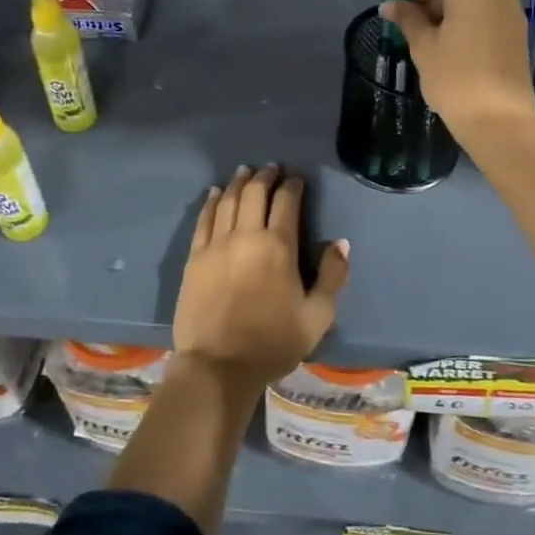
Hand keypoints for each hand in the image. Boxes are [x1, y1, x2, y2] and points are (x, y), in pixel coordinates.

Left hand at [172, 165, 348, 383]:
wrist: (218, 366)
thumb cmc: (273, 343)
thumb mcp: (317, 316)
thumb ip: (332, 276)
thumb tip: (339, 243)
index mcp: (278, 247)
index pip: (286, 202)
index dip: (293, 186)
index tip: (297, 179)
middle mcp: (246, 236)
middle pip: (254, 193)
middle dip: (265, 177)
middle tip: (272, 168)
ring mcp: (216, 245)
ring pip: (227, 200)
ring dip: (238, 183)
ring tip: (245, 172)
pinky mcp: (195, 257)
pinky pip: (203, 219)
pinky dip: (211, 202)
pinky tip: (214, 193)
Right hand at [379, 0, 534, 139]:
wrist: (500, 119)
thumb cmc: (455, 80)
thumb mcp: (424, 48)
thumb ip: (408, 19)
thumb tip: (391, 4)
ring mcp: (510, 9)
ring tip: (430, 18)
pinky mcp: (517, 28)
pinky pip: (489, 1)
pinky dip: (468, 3)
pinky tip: (452, 29)